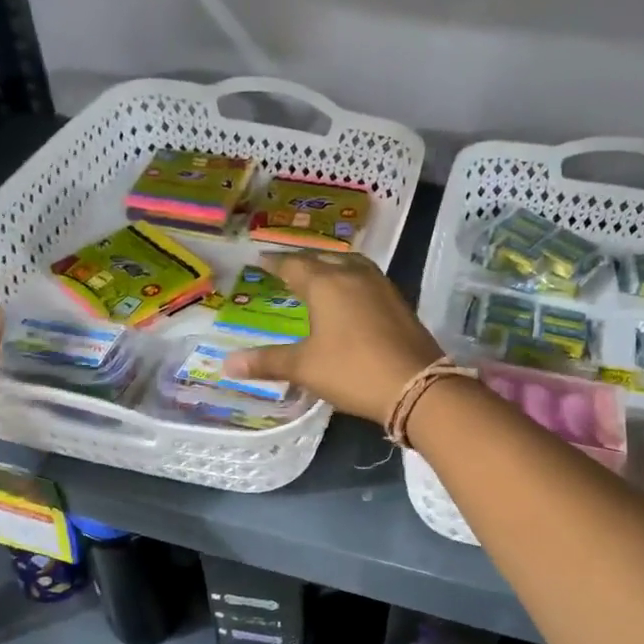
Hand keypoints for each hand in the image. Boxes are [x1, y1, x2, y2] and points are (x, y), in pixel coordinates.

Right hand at [221, 252, 441, 423]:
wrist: (416, 385)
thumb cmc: (353, 371)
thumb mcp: (305, 367)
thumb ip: (267, 361)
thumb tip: (226, 364)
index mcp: (326, 283)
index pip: (293, 265)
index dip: (275, 263)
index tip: (260, 260)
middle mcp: (353, 275)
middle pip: (323, 258)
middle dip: (303, 261)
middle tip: (287, 267)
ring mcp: (381, 286)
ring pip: (350, 264)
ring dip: (332, 265)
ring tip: (319, 275)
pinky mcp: (399, 302)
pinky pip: (368, 279)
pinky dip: (351, 280)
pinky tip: (350, 296)